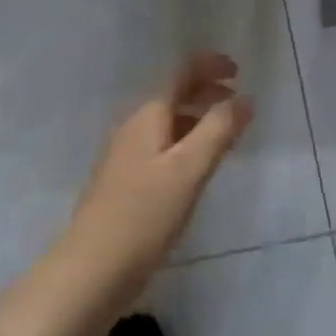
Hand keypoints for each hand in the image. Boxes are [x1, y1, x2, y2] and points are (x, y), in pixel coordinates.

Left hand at [58, 52, 253, 319]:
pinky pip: (159, 146)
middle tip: (237, 101)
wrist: (91, 270)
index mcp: (148, 115)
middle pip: (172, 94)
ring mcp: (124, 154)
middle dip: (205, 90)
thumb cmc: (144, 214)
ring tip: (224, 134)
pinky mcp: (123, 182)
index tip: (238, 70)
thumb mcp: (190, 169)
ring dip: (196, 118)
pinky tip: (195, 168)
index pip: (180, 73)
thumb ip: (218, 129)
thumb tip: (245, 98)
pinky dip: (184, 142)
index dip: (209, 65)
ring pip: (166, 122)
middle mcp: (133, 126)